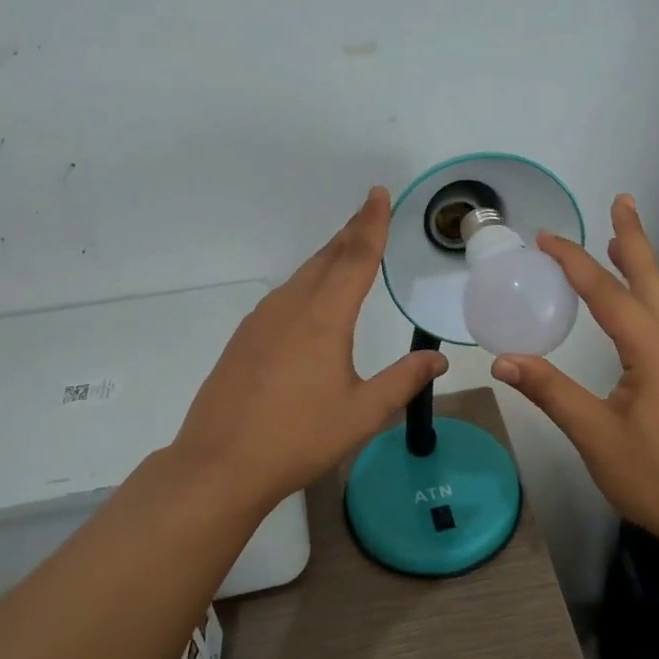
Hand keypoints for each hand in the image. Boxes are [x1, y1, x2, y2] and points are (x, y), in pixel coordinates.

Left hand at [172, 187, 447, 512]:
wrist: (220, 464)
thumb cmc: (299, 438)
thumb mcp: (362, 414)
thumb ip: (402, 380)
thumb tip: (438, 359)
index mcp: (324, 318)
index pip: (356, 258)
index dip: (371, 224)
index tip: (379, 194)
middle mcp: (291, 307)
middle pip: (327, 257)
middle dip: (351, 231)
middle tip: (370, 210)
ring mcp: (262, 320)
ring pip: (302, 275)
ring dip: (328, 256)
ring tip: (348, 247)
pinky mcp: (245, 337)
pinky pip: (284, 295)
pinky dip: (307, 281)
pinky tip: (311, 297)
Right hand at [489, 195, 658, 552]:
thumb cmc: (658, 478)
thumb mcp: (596, 436)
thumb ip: (551, 392)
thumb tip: (504, 360)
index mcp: (655, 352)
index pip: (607, 294)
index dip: (574, 263)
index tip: (546, 238)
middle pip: (652, 280)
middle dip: (632, 239)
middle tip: (620, 201)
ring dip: (643, 265)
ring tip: (622, 241)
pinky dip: (650, 295)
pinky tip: (641, 304)